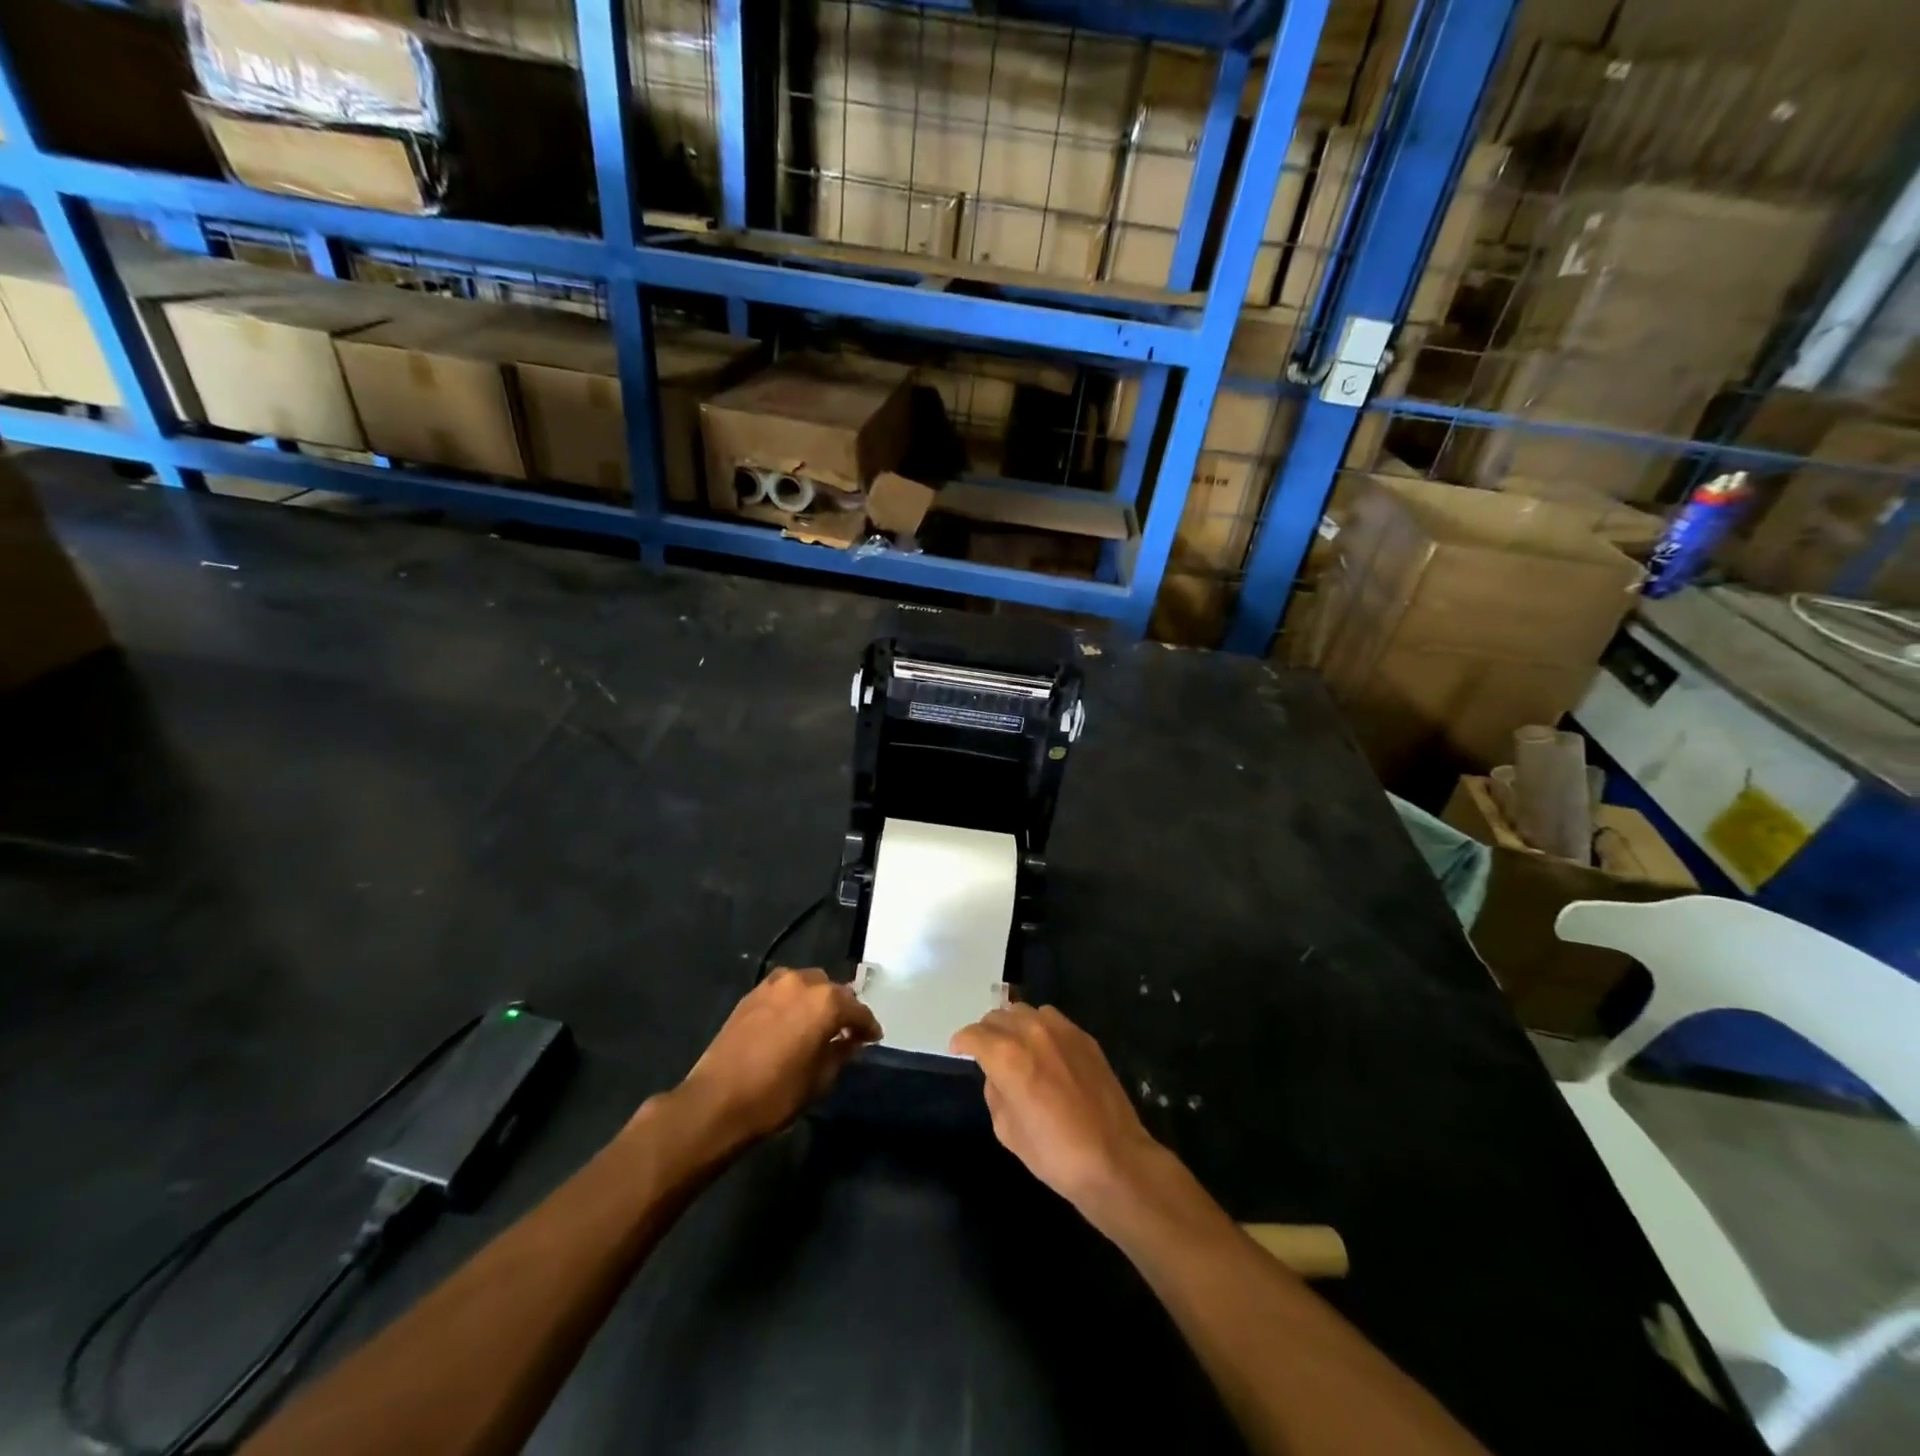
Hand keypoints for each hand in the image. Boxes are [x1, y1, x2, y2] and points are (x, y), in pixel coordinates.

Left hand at [676, 967, 881, 1146]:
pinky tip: (791, 1021)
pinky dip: (793, 1001)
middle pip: (833, 991)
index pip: (858, 1010)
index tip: (873, 1038)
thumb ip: (841, 1053)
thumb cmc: (776, 1094)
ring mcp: (774, 985)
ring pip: (808, 984)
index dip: (868, 1026)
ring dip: (817, 1000)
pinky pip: (783, 990)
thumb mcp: (820, 1079)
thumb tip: (850, 1040)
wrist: (717, 1100)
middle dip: (842, 1009)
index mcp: (826, 1002)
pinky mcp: (752, 994)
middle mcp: (803, 983)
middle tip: (844, 1032)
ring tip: (816, 1024)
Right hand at [950, 1005, 1163, 1219]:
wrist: (1114, 1158)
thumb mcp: (1007, 1130)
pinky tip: (1044, 1050)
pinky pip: (1051, 1019)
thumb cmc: (1054, 1153)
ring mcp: (1061, 1030)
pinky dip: (1039, 1028)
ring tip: (1015, 1046)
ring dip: (1013, 1025)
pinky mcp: (1084, 1036)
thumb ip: (994, 1092)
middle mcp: (1031, 1032)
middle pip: (997, 1016)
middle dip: (986, 1032)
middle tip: (986, 1051)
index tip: (958, 1050)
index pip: (974, 1034)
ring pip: (1024, 1011)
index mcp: (1007, 1056)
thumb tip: (996, 1075)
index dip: (962, 1042)